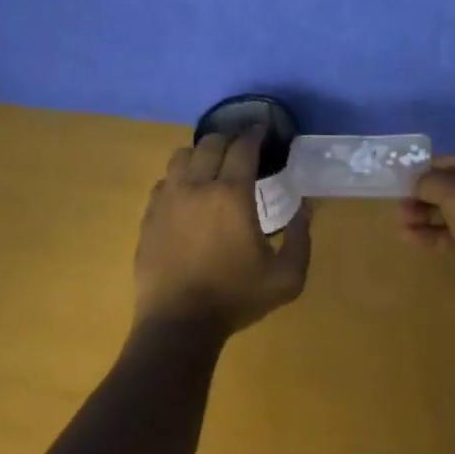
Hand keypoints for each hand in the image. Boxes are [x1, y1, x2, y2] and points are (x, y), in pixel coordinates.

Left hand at [133, 129, 311, 336]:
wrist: (178, 323)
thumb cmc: (235, 298)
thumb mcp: (286, 278)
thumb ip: (300, 239)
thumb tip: (304, 208)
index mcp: (232, 195)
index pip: (243, 148)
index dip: (254, 134)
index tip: (262, 130)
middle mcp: (197, 187)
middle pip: (210, 143)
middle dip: (229, 138)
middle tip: (241, 145)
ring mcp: (168, 199)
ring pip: (181, 156)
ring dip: (201, 153)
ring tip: (213, 164)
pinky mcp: (149, 215)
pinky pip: (164, 181)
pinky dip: (179, 177)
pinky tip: (188, 192)